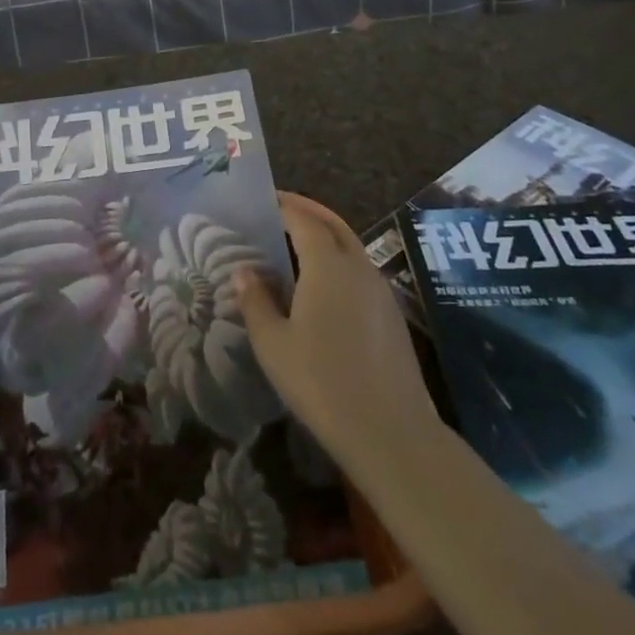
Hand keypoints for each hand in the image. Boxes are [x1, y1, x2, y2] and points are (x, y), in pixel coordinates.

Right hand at [235, 191, 442, 487]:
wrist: (391, 433)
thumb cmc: (321, 382)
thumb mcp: (273, 343)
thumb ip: (255, 301)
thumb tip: (243, 271)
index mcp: (327, 264)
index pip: (303, 220)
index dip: (283, 206)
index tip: (264, 200)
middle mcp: (358, 267)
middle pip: (333, 224)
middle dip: (308, 211)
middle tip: (282, 208)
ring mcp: (380, 291)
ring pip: (351, 247)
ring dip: (326, 236)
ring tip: (297, 246)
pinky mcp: (392, 316)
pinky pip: (361, 272)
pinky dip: (340, 262)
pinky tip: (323, 287)